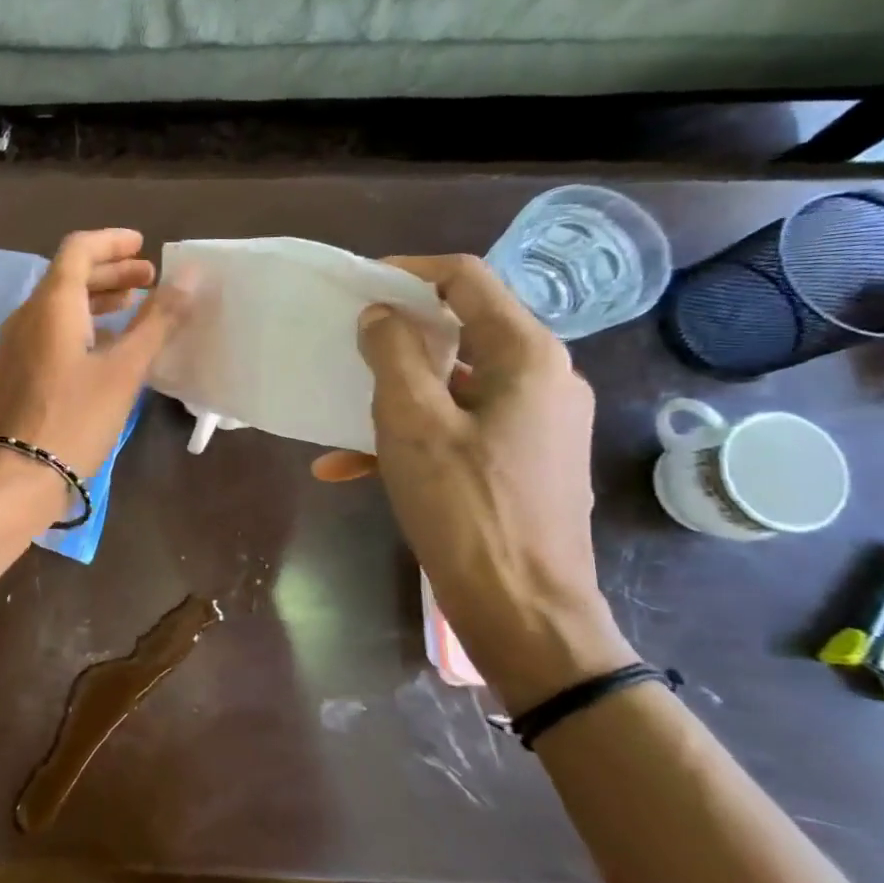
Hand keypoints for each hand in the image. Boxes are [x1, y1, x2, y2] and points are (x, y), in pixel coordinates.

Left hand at [0, 228, 188, 479]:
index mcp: (51, 304)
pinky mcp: (18, 374)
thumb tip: (192, 275)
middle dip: (111, 272)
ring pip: (60, 307)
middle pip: (69, 277)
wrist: (14, 479)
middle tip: (151, 280)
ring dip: (98, 300)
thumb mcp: (124, 370)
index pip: (79, 249)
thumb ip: (158, 320)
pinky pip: (52, 334)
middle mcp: (28, 316)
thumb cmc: (73, 419)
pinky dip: (83, 327)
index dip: (112, 242)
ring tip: (136, 309)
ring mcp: (18, 346)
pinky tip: (108, 350)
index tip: (144, 246)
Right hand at [317, 254, 632, 710]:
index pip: (468, 281)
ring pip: (454, 384)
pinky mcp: (522, 459)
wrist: (523, 611)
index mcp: (526, 356)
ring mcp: (535, 422)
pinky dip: (411, 436)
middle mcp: (542, 379)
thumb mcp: (413, 423)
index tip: (359, 285)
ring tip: (340, 410)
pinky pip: (459, 428)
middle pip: (462, 330)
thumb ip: (393, 355)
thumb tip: (381, 314)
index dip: (409, 272)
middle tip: (345, 345)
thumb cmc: (466, 508)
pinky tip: (349, 467)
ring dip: (395, 394)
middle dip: (397, 336)